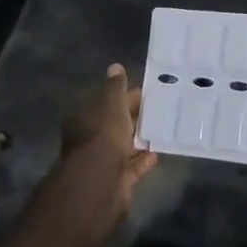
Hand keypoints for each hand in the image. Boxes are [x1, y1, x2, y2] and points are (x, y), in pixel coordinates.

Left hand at [56, 65, 157, 224]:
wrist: (100, 179)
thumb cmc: (103, 132)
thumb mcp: (111, 102)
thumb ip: (115, 86)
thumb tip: (115, 67)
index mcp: (85, 117)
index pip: (107, 101)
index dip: (126, 95)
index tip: (148, 92)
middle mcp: (90, 138)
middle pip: (115, 124)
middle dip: (133, 117)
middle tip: (160, 110)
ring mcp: (102, 161)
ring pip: (123, 145)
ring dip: (139, 139)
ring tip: (162, 129)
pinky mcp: (115, 180)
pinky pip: (131, 166)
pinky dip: (142, 160)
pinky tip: (157, 152)